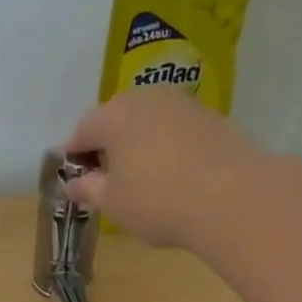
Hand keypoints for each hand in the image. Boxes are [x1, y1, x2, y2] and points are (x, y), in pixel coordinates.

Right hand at [62, 87, 261, 249]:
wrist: (231, 198)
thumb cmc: (156, 201)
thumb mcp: (112, 202)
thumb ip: (87, 189)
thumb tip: (70, 184)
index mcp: (114, 116)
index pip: (82, 130)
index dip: (73, 155)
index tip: (73, 178)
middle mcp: (146, 98)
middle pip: (115, 119)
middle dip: (105, 145)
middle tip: (104, 178)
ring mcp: (181, 103)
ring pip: (147, 121)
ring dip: (136, 144)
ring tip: (137, 177)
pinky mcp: (209, 117)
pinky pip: (173, 129)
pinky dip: (164, 146)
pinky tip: (169, 174)